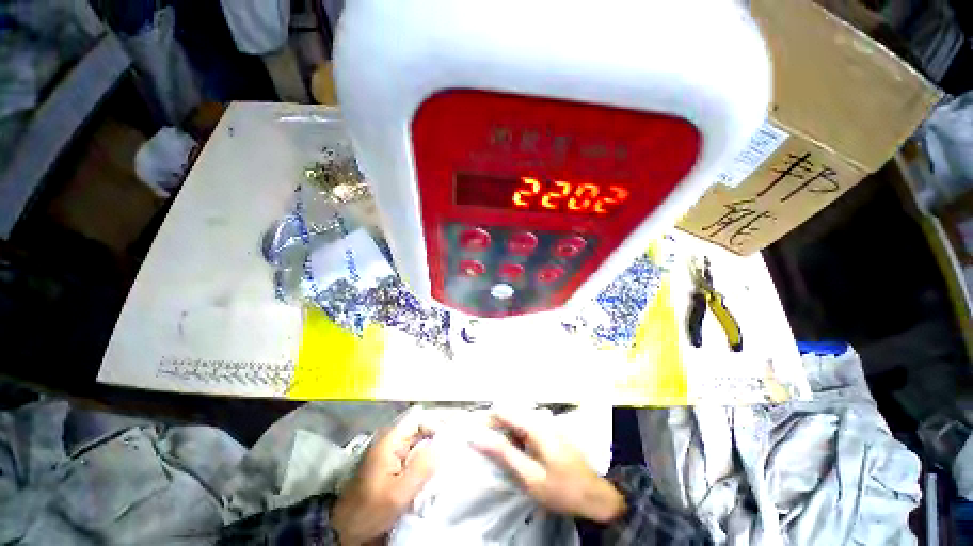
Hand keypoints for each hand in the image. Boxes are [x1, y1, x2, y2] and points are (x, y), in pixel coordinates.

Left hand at [331, 409, 436, 544]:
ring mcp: (389, 452)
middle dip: (435, 440)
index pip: (418, 420)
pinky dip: (422, 461)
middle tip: (450, 454)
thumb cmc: (371, 510)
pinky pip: (411, 455)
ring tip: (443, 464)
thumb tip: (443, 447)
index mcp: (389, 441)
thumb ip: (422, 468)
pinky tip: (430, 473)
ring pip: (416, 443)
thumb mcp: (399, 493)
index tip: (449, 441)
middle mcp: (389, 441)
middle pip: (419, 430)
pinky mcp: (389, 464)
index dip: (435, 425)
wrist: (346, 529)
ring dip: (429, 452)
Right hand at [471, 412, 625, 523]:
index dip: (486, 421)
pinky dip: (516, 437)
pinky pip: (527, 427)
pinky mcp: (550, 431)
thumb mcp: (529, 476)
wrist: (595, 496)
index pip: (502, 411)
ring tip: (499, 454)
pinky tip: (516, 453)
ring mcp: (547, 423)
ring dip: (505, 433)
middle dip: (495, 428)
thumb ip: (504, 453)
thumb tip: (478, 437)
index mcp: (535, 425)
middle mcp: (541, 418)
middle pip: (510, 414)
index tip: (474, 434)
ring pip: (517, 421)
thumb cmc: (561, 489)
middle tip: (484, 448)